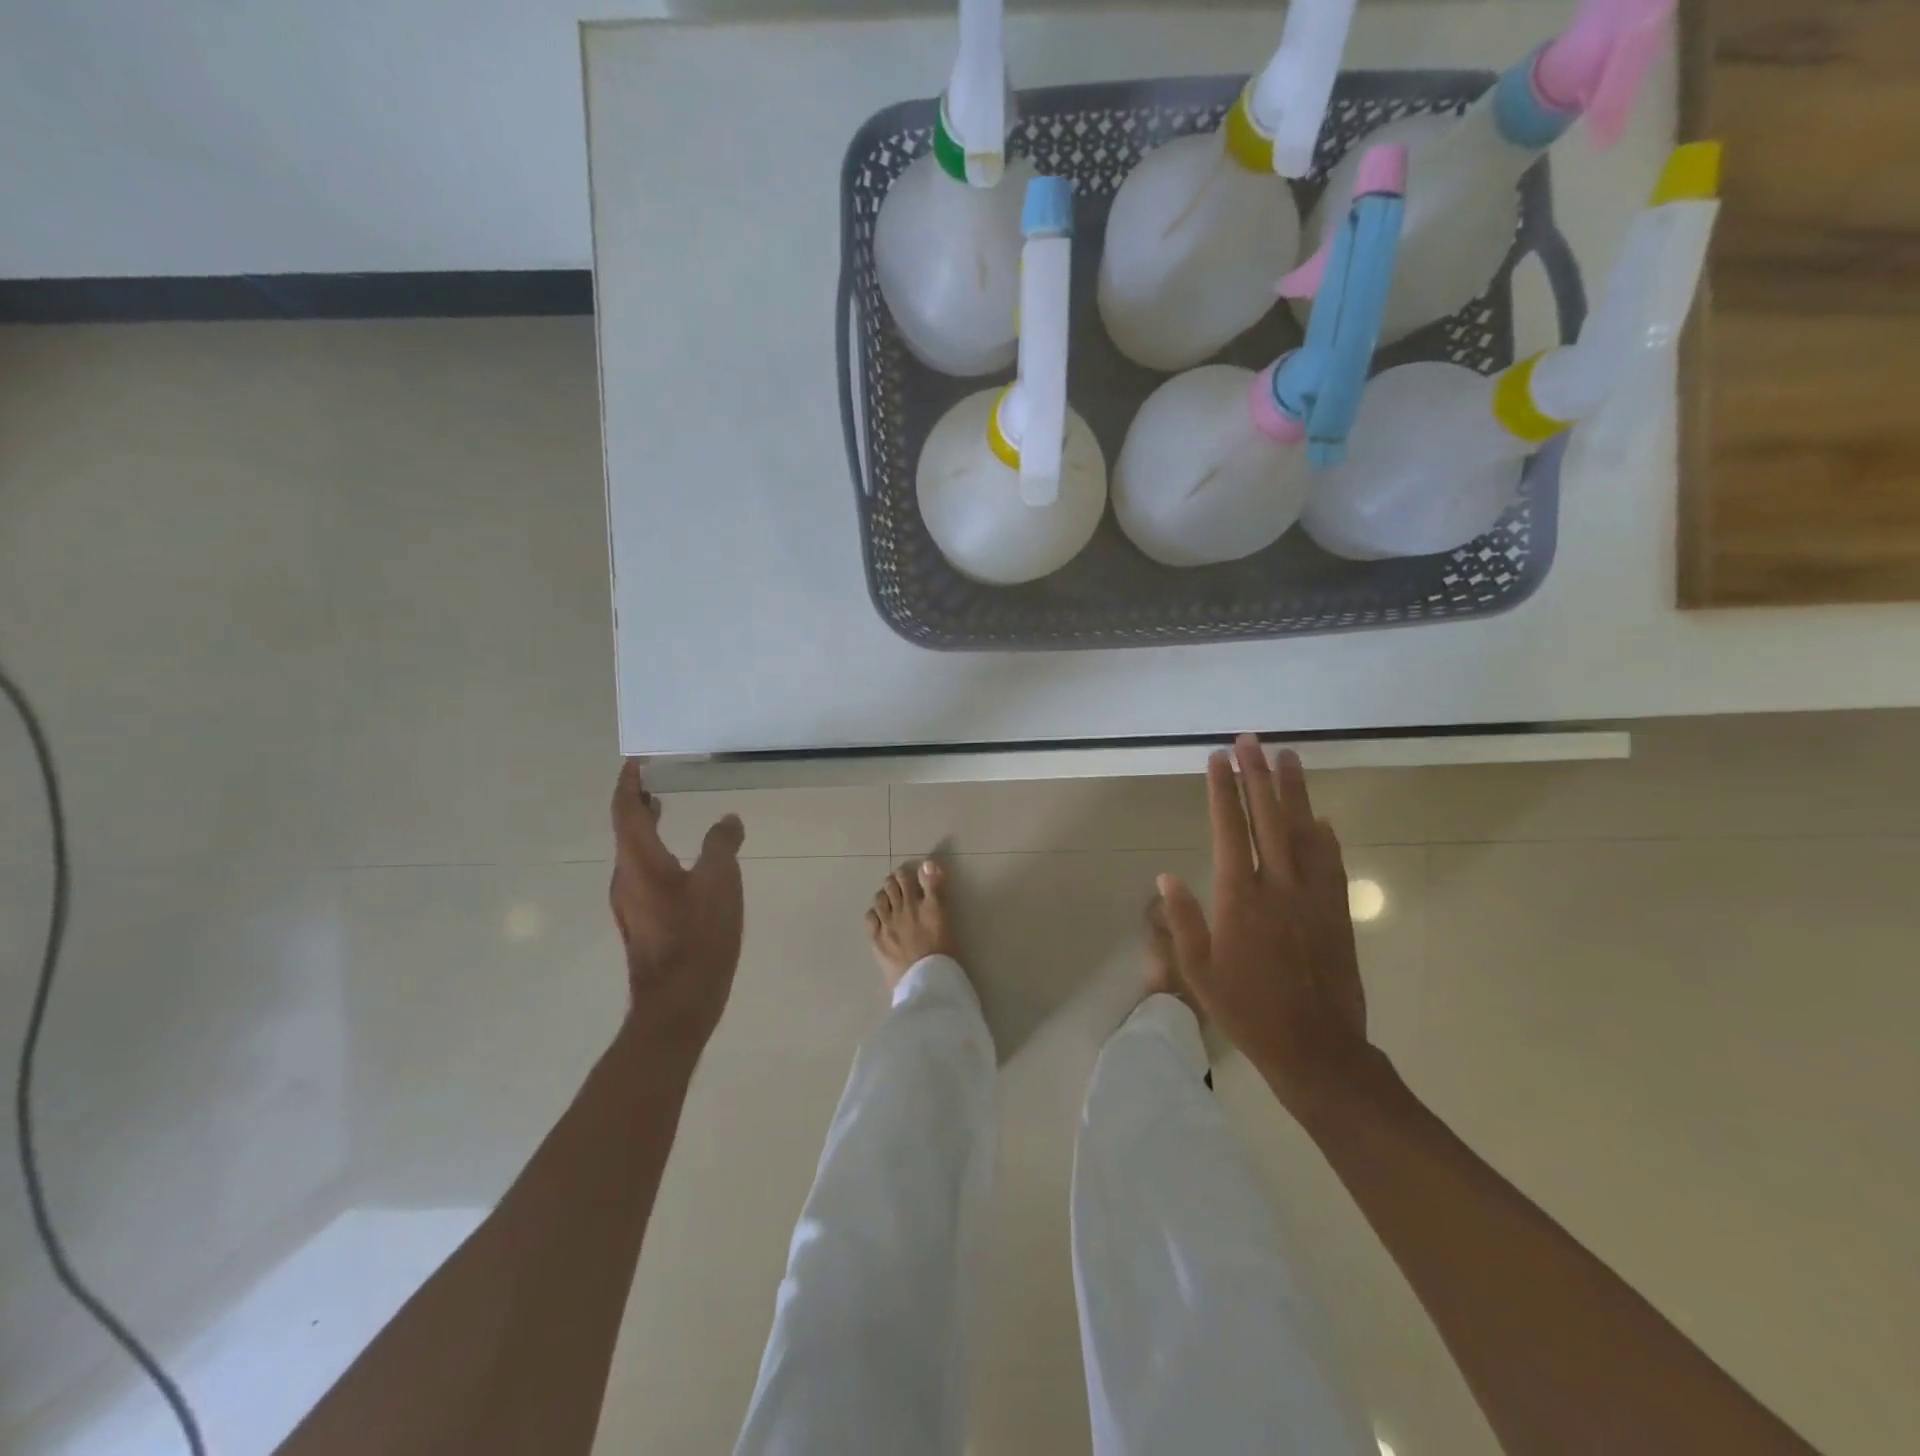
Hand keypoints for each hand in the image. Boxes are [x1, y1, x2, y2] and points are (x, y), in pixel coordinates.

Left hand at [609, 760, 745, 1054]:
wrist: (678, 1004)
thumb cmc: (698, 937)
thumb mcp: (720, 881)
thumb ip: (722, 844)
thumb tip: (728, 820)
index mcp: (639, 862)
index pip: (625, 811)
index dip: (630, 783)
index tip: (638, 762)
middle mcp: (625, 879)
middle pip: (625, 831)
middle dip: (638, 803)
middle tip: (657, 782)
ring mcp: (630, 904)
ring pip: (634, 854)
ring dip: (647, 828)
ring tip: (668, 812)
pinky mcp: (641, 924)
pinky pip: (643, 874)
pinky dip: (656, 853)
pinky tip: (683, 863)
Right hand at [1158, 736, 1375, 1119]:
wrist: (1316, 1049)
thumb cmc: (1246, 1010)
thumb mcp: (1198, 971)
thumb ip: (1182, 920)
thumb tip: (1166, 875)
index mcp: (1240, 898)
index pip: (1230, 829)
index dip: (1223, 790)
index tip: (1218, 758)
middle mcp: (1278, 886)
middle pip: (1268, 818)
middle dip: (1257, 775)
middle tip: (1250, 740)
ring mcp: (1313, 897)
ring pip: (1304, 831)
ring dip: (1293, 792)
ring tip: (1287, 757)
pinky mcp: (1336, 912)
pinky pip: (1332, 863)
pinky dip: (1325, 835)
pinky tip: (1321, 817)